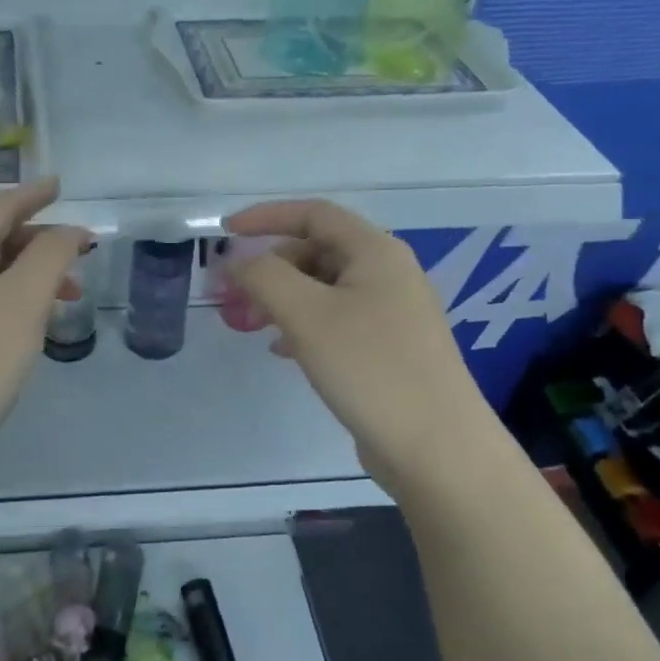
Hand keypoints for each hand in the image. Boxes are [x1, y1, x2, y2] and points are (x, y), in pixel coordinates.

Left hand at [0, 178, 90, 464]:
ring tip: (68, 296)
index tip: (60, 184)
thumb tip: (70, 232)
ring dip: (30, 277)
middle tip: (79, 254)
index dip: (33, 195)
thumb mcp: (25, 297)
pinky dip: (13, 303)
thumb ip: (52, 255)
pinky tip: (32, 326)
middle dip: (39, 243)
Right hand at [225, 200, 492, 495]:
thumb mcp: (307, 315)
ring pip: (323, 290)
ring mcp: (392, 314)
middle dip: (270, 268)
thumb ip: (264, 277)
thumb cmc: (369, 368)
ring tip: (251, 325)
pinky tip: (283, 351)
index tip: (225, 233)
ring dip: (282, 299)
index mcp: (375, 252)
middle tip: (234, 297)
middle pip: (317, 251)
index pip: (314, 214)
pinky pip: (336, 322)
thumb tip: (236, 261)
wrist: (435, 446)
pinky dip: (303, 326)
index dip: (266, 217)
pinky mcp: (388, 350)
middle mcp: (388, 274)